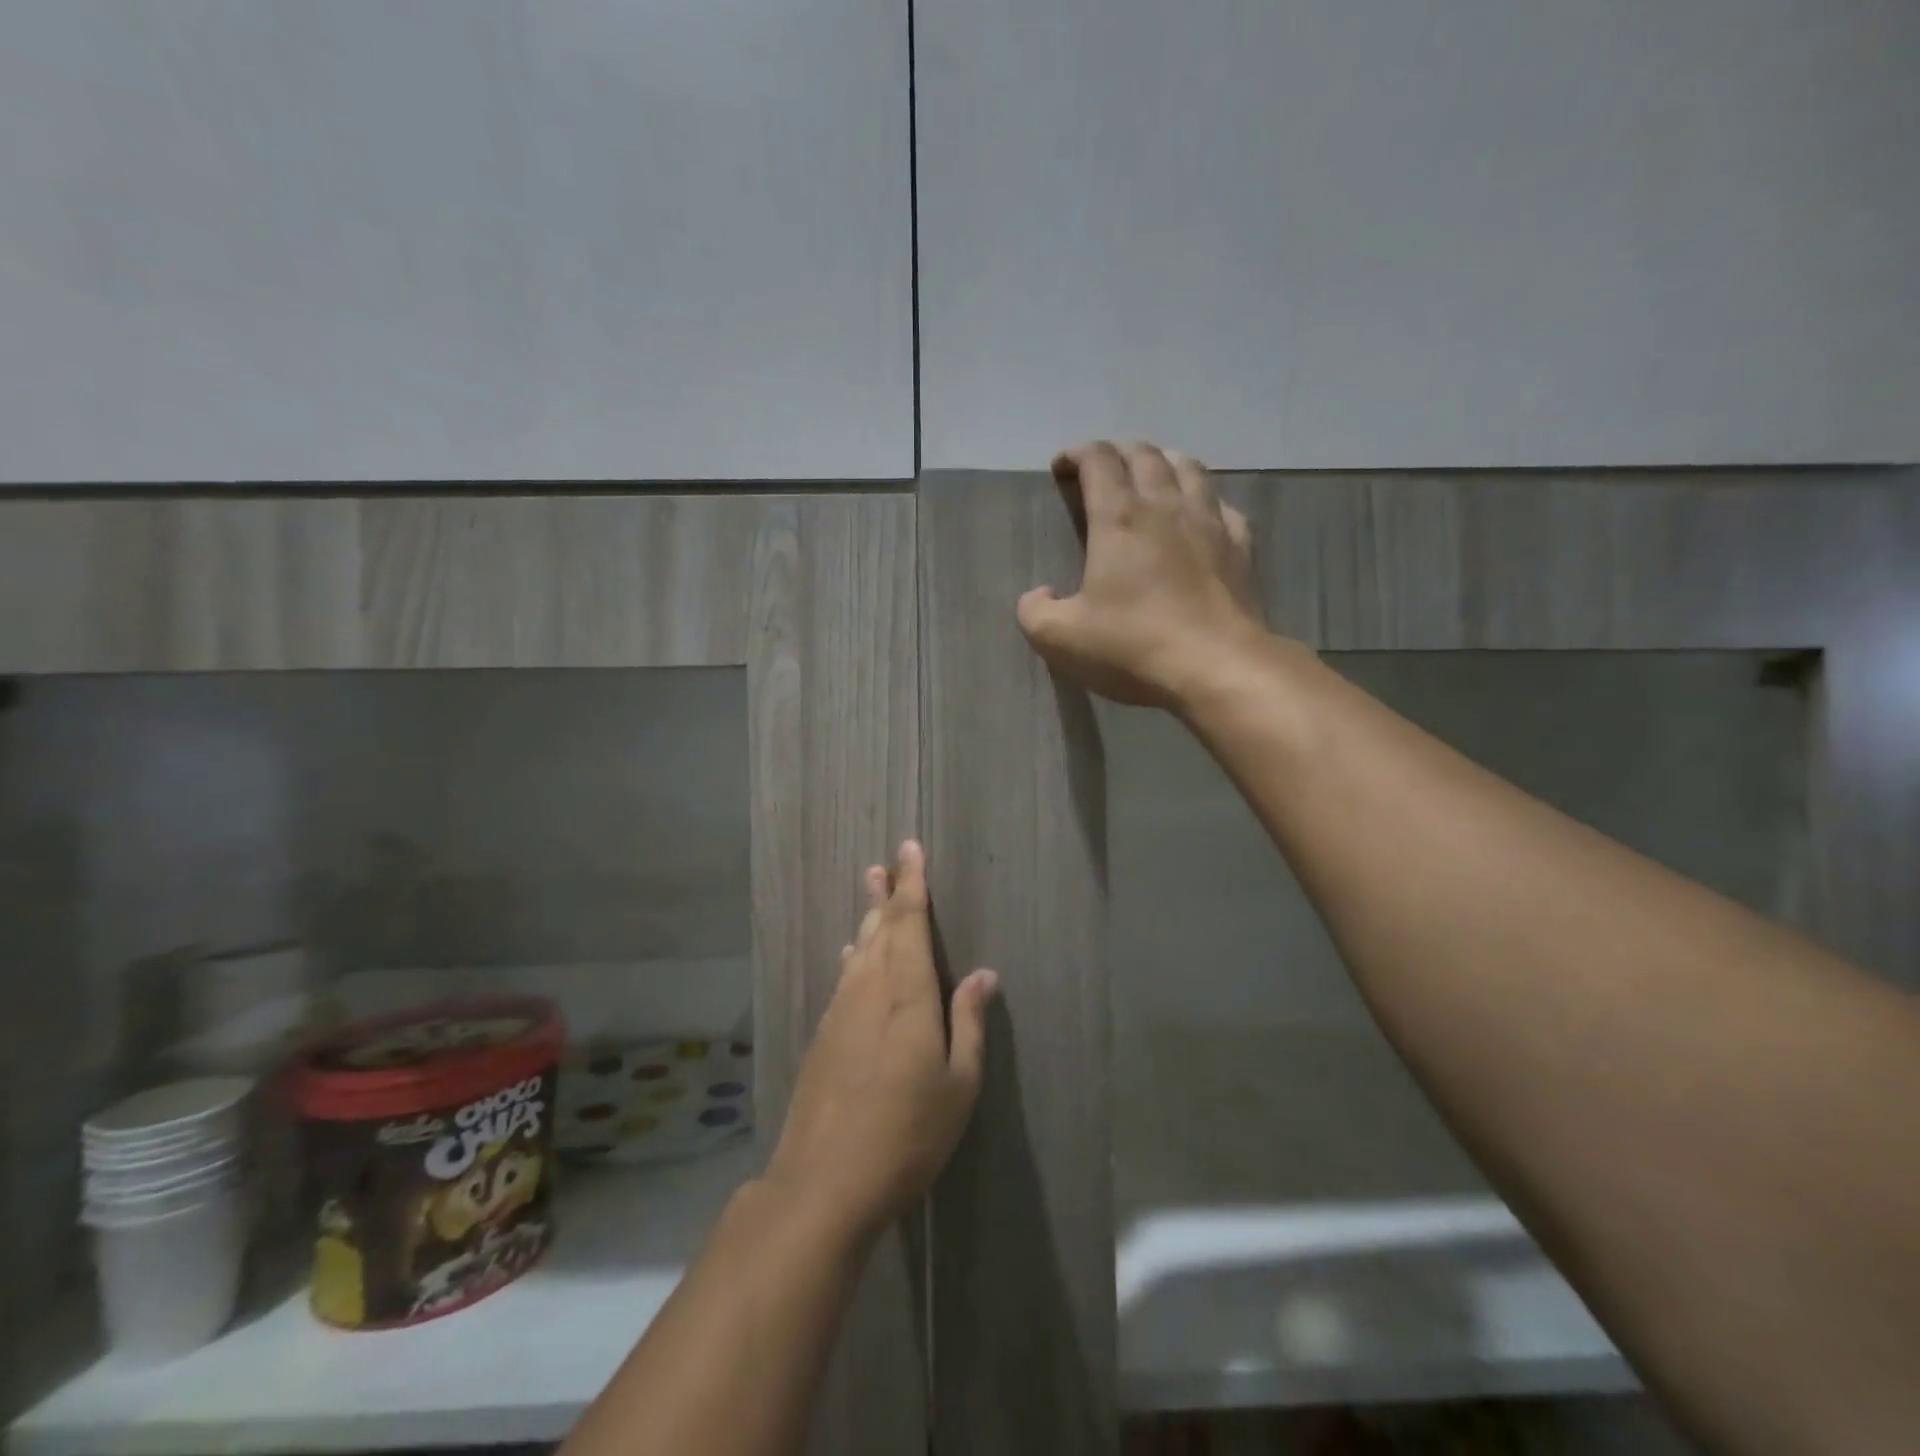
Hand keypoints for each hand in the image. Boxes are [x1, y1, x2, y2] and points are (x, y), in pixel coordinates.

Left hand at [765, 841, 997, 1241]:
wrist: (824, 1182)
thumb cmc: (907, 1134)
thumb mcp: (958, 1085)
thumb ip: (968, 1023)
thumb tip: (983, 974)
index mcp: (907, 994)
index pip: (909, 923)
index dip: (912, 884)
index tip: (911, 850)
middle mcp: (870, 989)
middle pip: (879, 928)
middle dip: (886, 892)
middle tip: (886, 860)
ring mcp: (841, 1011)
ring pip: (859, 950)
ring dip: (867, 918)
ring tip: (870, 890)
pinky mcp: (824, 1035)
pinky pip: (844, 978)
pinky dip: (853, 957)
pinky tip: (852, 956)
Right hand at [1017, 441, 1267, 709]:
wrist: (1217, 668)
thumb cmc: (1132, 646)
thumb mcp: (1060, 639)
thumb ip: (1035, 612)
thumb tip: (1038, 596)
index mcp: (1118, 518)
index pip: (1099, 460)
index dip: (1077, 454)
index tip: (1061, 466)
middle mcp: (1166, 507)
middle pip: (1145, 455)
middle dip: (1118, 452)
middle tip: (1102, 468)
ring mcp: (1209, 524)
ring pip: (1189, 469)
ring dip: (1164, 462)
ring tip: (1152, 474)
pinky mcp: (1240, 548)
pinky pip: (1222, 506)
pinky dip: (1204, 499)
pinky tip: (1200, 515)